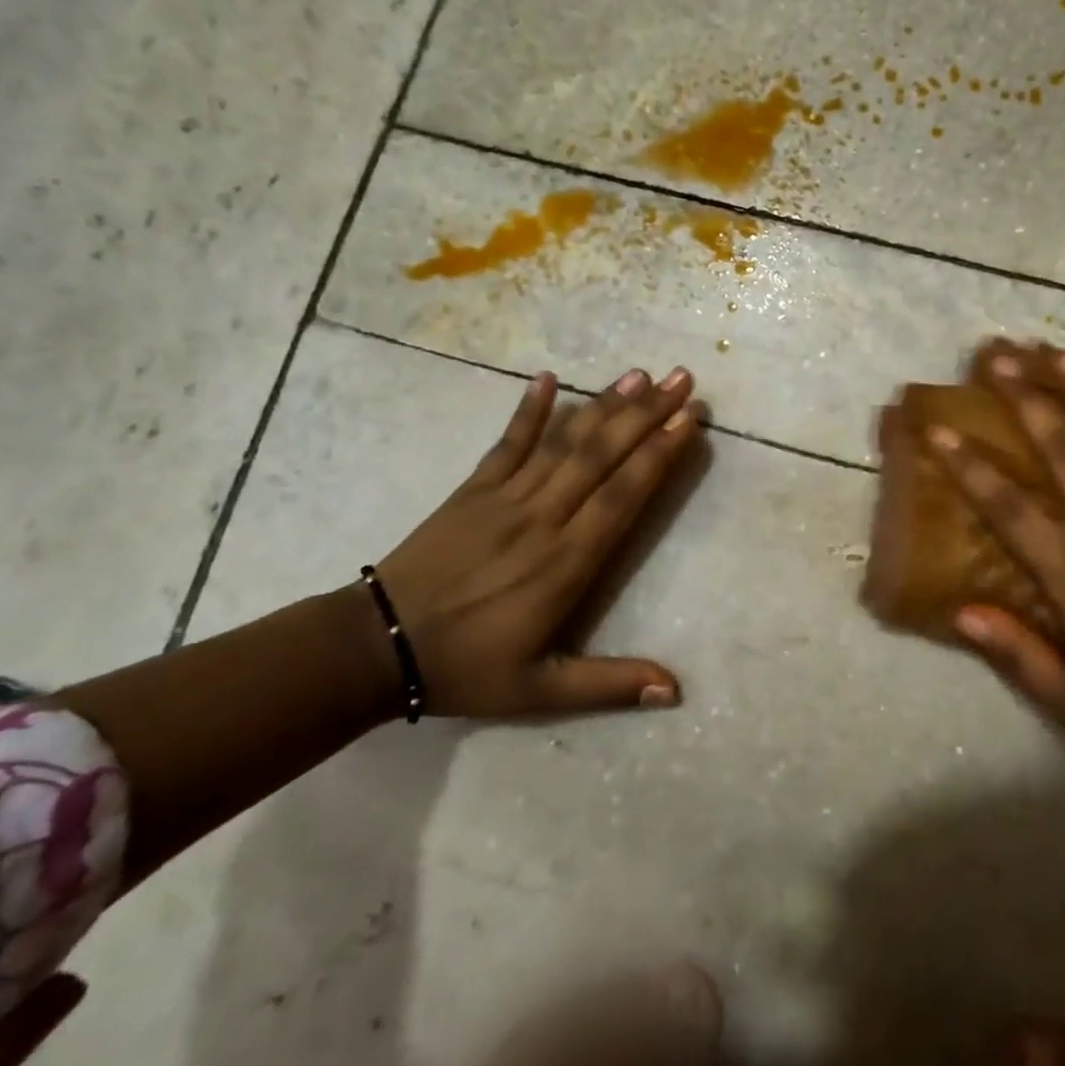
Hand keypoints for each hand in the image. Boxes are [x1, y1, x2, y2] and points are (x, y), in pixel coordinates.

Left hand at [374, 366, 700, 718]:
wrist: (375, 649)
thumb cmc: (466, 669)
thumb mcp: (540, 691)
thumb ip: (609, 685)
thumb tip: (675, 690)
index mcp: (566, 563)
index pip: (623, 495)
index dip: (658, 454)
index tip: (688, 419)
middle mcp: (543, 518)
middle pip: (602, 456)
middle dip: (646, 414)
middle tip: (681, 378)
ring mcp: (505, 498)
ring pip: (564, 442)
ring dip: (603, 405)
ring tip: (638, 374)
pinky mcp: (472, 490)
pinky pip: (507, 443)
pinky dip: (529, 410)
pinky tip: (549, 379)